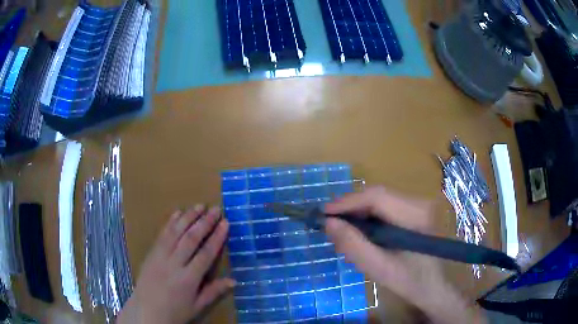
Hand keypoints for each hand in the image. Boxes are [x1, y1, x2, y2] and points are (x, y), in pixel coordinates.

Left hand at [117, 205, 234, 323]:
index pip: (206, 254)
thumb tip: (234, 280)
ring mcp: (160, 256)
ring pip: (176, 232)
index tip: (225, 223)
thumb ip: (214, 291)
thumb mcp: (197, 306)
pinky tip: (177, 213)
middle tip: (215, 209)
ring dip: (188, 217)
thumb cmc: (175, 311)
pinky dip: (170, 222)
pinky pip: (162, 235)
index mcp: (188, 279)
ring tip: (199, 206)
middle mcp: (174, 264)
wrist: (146, 311)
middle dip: (204, 222)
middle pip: (191, 239)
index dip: (217, 237)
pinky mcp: (151, 253)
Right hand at [324, 187, 485, 323]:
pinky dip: (368, 220)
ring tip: (342, 233)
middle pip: (377, 196)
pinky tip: (360, 235)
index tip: (323, 214)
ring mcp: (418, 206)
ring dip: (358, 215)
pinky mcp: (414, 212)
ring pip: (379, 201)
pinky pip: (384, 209)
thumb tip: (329, 223)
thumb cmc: (410, 281)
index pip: (377, 196)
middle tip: (329, 226)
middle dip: (350, 209)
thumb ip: (354, 246)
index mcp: (416, 215)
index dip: (347, 202)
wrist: (434, 287)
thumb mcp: (379, 269)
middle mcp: (419, 202)